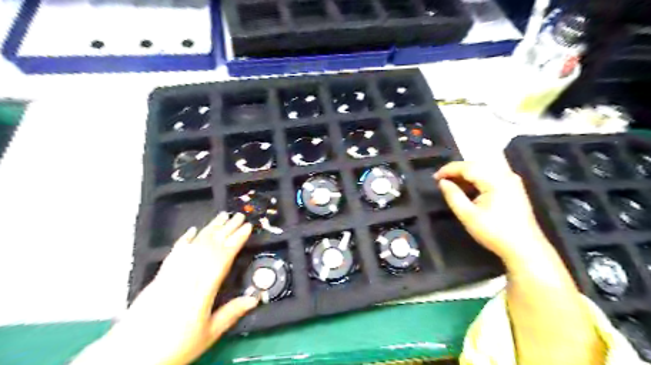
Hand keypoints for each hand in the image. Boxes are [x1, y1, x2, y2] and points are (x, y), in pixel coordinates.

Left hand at [72, 213, 258, 364]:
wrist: (128, 356)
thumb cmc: (174, 346)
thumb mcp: (208, 334)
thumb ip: (232, 313)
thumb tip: (255, 298)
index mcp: (202, 288)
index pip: (223, 256)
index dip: (236, 240)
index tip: (247, 227)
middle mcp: (187, 274)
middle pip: (210, 245)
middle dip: (227, 228)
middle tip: (239, 215)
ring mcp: (172, 273)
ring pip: (194, 244)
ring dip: (210, 229)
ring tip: (222, 216)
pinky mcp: (159, 276)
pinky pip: (175, 252)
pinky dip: (184, 239)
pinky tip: (192, 230)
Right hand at [437, 162, 547, 262]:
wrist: (525, 248)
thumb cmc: (494, 232)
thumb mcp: (468, 216)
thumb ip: (453, 196)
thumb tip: (442, 182)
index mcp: (495, 180)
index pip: (468, 167)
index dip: (449, 170)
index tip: (434, 177)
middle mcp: (505, 175)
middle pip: (476, 165)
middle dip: (457, 170)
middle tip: (441, 180)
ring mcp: (512, 180)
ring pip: (484, 169)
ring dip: (466, 174)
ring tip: (451, 183)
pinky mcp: (513, 187)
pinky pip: (491, 175)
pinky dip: (477, 178)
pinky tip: (467, 187)